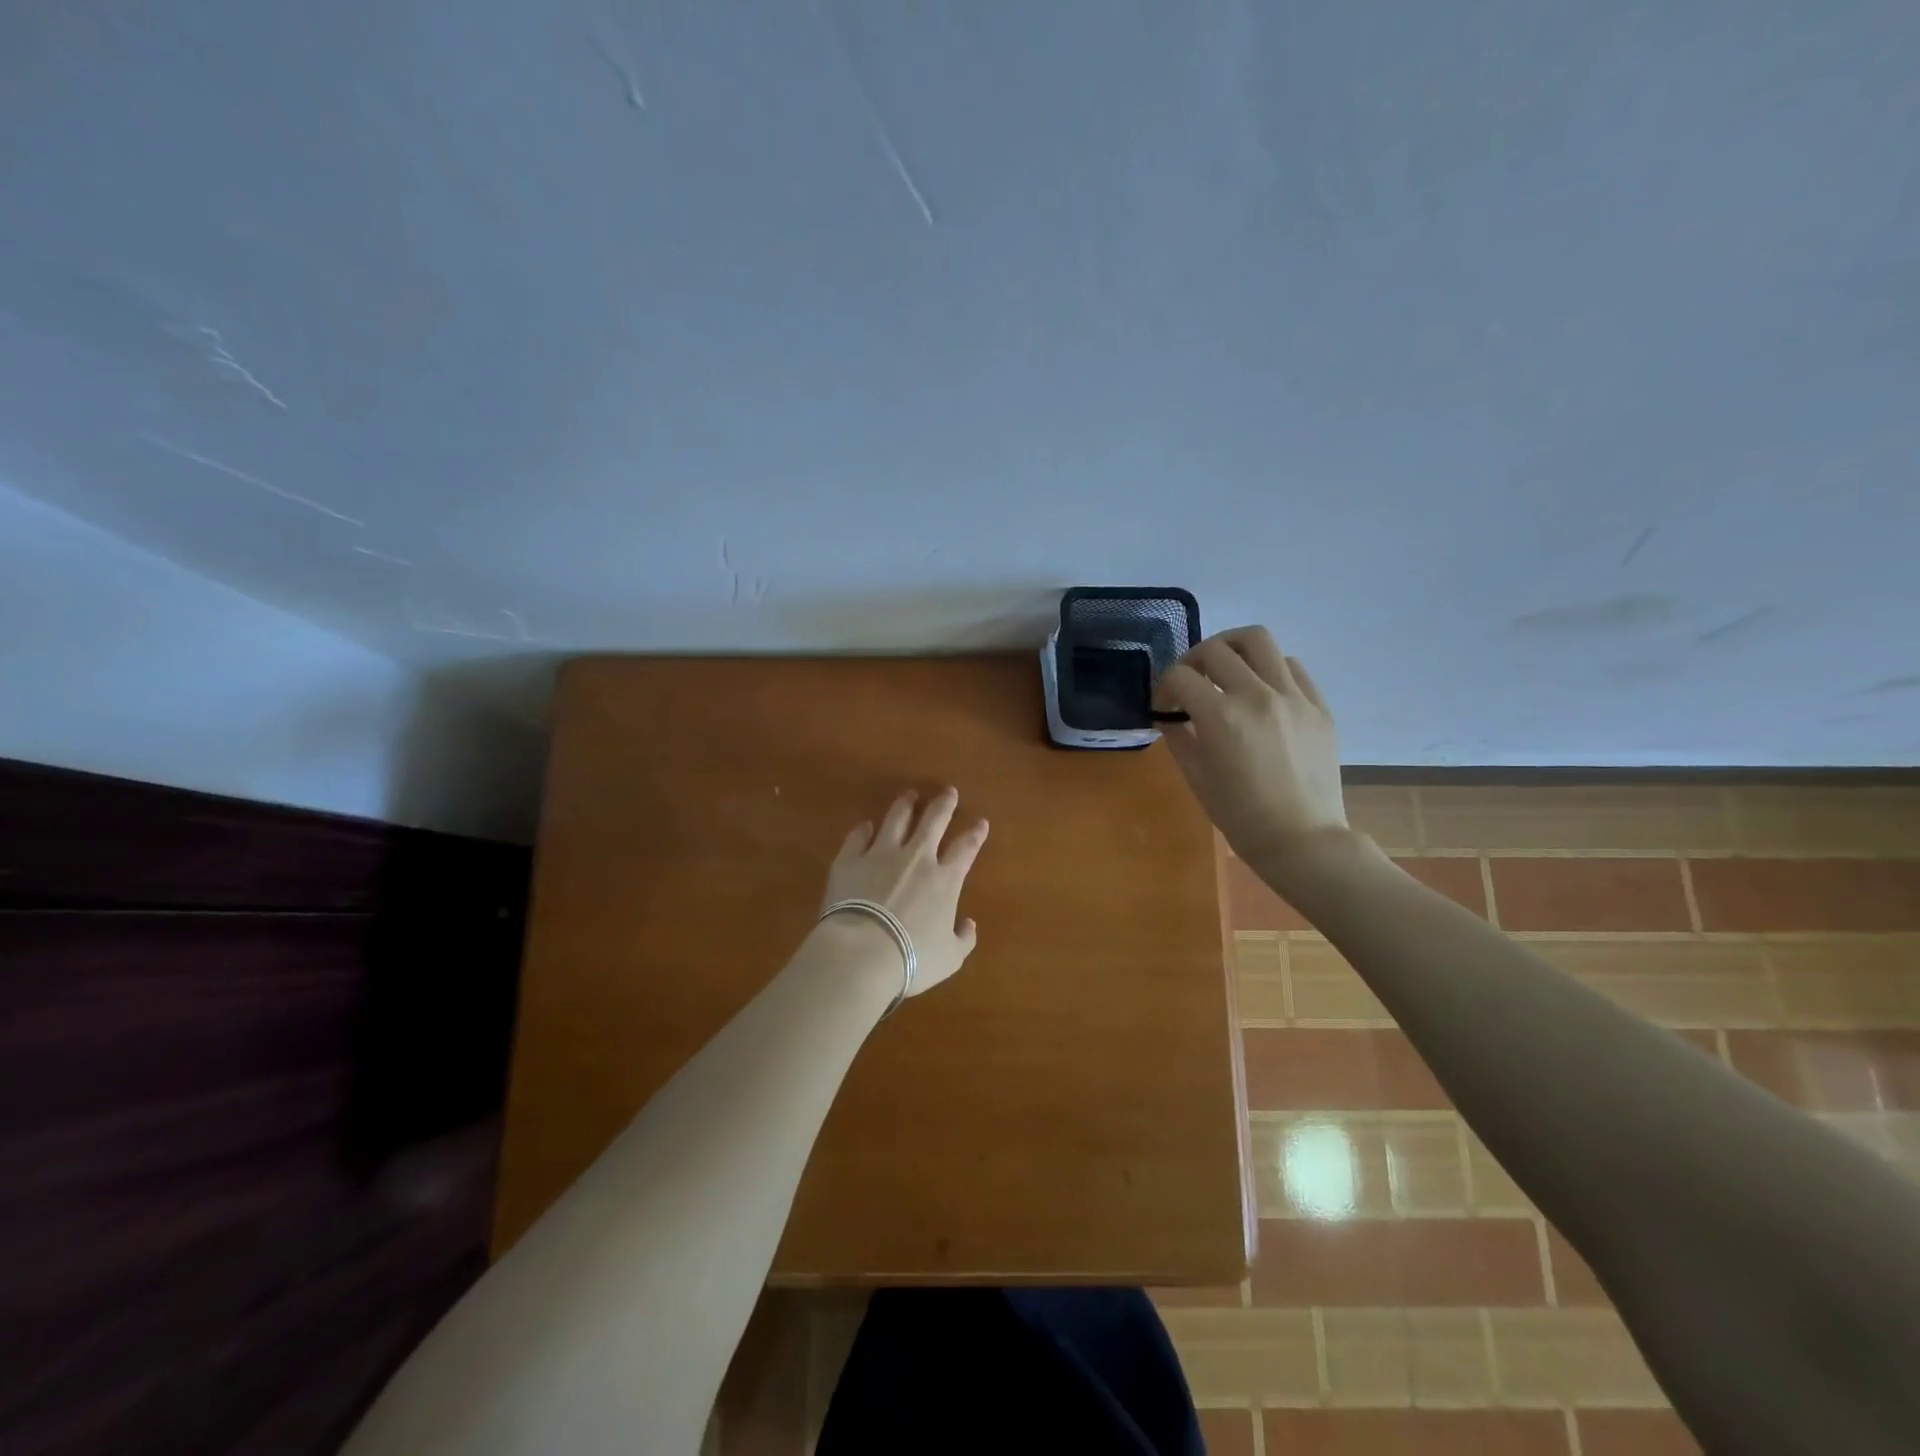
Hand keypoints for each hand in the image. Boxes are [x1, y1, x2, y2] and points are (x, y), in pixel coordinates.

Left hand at [820, 788, 988, 997]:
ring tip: (910, 795)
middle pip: (933, 821)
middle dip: (944, 804)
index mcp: (944, 880)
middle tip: (949, 791)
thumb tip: (969, 924)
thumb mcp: (949, 958)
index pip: (965, 849)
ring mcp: (881, 854)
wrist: (861, 953)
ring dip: (906, 805)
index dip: (975, 834)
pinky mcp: (850, 859)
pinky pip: (858, 836)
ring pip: (896, 819)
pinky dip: (864, 829)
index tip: (981, 823)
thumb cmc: (911, 959)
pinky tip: (866, 826)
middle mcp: (916, 858)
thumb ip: (964, 939)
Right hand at [1153, 627, 1348, 868]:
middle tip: (1190, 682)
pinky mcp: (1318, 706)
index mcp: (1221, 717)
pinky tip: (1261, 690)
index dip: (1164, 688)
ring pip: (1258, 640)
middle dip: (1192, 661)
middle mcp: (1257, 696)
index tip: (1164, 706)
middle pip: (1215, 649)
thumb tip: (1169, 714)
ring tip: (1226, 668)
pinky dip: (1269, 668)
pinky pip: (1291, 667)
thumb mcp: (1197, 777)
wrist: (1302, 839)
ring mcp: (1293, 697)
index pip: (1181, 677)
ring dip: (1232, 648)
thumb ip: (1179, 737)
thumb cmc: (1240, 816)